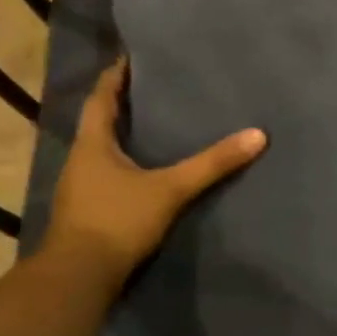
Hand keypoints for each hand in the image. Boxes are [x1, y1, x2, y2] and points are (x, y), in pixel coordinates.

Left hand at [42, 57, 266, 277]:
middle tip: (151, 89)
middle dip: (122, 105)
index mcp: (92, 144)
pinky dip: (125, 166)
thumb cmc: (117, 221)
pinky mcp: (86, 213)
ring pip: (102, 152)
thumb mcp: (170, 189)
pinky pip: (107, 177)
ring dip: (123, 137)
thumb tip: (257, 136)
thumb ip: (212, 164)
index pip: (101, 98)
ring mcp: (80, 189)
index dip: (115, 77)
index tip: (131, 57)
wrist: (79, 278)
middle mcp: (80, 160)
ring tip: (154, 126)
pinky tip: (146, 173)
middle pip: (99, 123)